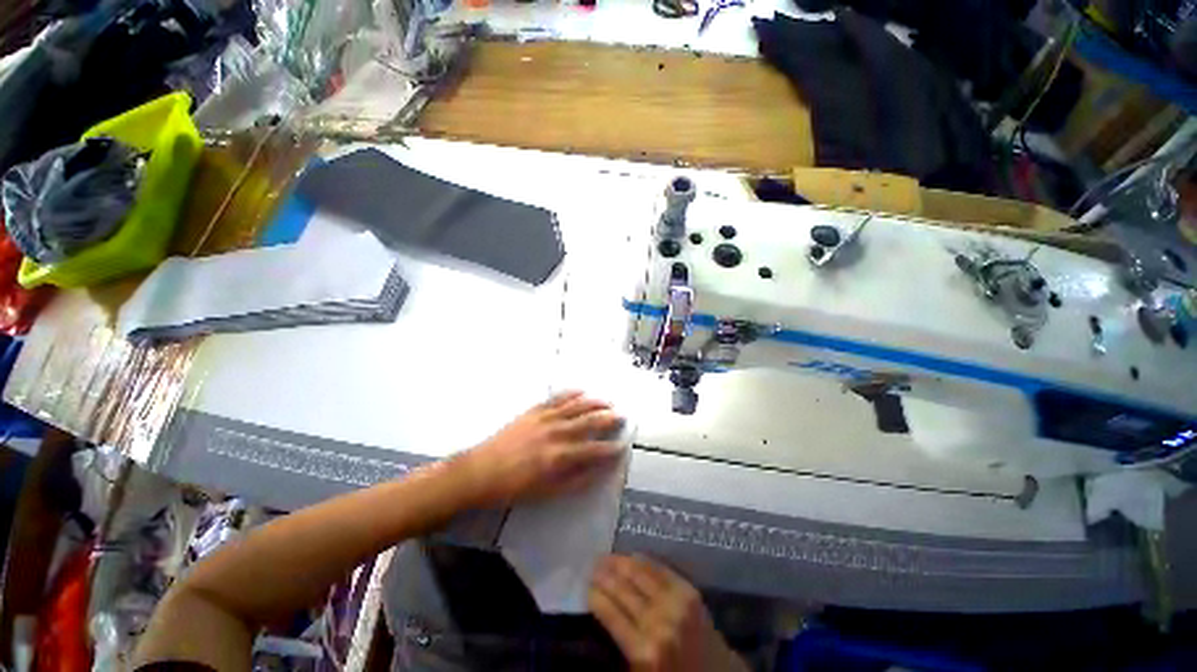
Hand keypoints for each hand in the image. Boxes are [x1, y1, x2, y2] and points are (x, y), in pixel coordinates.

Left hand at [453, 391, 624, 507]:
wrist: (481, 471)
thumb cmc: (514, 487)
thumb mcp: (547, 493)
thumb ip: (576, 481)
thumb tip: (599, 471)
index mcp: (561, 456)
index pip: (595, 450)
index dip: (611, 448)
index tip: (623, 445)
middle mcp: (557, 433)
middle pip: (590, 421)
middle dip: (609, 418)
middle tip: (622, 415)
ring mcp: (545, 418)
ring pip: (577, 405)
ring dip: (595, 402)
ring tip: (608, 401)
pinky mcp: (534, 410)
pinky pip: (557, 398)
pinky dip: (572, 393)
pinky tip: (581, 391)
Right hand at [589, 555, 747, 671]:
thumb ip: (621, 647)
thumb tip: (603, 612)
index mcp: (644, 651)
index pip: (611, 615)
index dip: (595, 596)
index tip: (585, 586)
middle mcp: (658, 622)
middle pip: (623, 590)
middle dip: (604, 575)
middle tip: (591, 565)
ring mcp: (676, 603)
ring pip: (640, 573)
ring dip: (619, 562)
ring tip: (606, 557)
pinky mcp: (689, 591)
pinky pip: (660, 569)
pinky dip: (643, 560)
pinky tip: (631, 555)